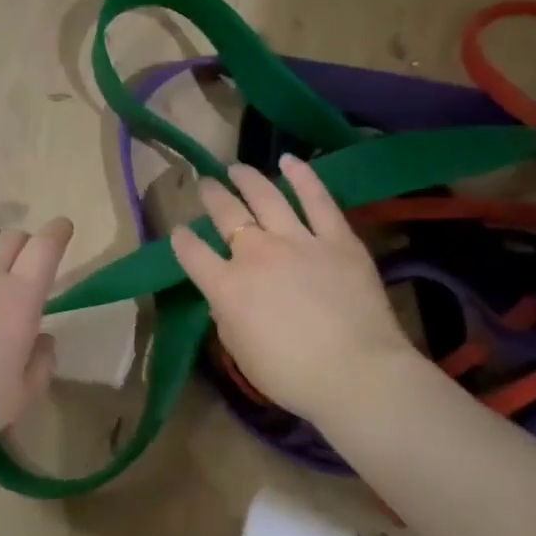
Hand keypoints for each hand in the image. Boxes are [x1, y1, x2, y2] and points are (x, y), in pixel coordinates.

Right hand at [170, 156, 420, 424]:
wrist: (355, 372)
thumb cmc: (292, 376)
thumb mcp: (242, 354)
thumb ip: (227, 320)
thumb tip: (225, 299)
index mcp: (227, 287)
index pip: (193, 254)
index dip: (182, 240)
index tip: (180, 232)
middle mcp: (256, 254)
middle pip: (227, 215)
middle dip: (212, 196)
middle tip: (205, 183)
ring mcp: (298, 240)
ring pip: (266, 197)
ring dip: (247, 179)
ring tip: (236, 167)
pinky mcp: (337, 238)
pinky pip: (317, 199)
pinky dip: (302, 176)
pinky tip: (289, 160)